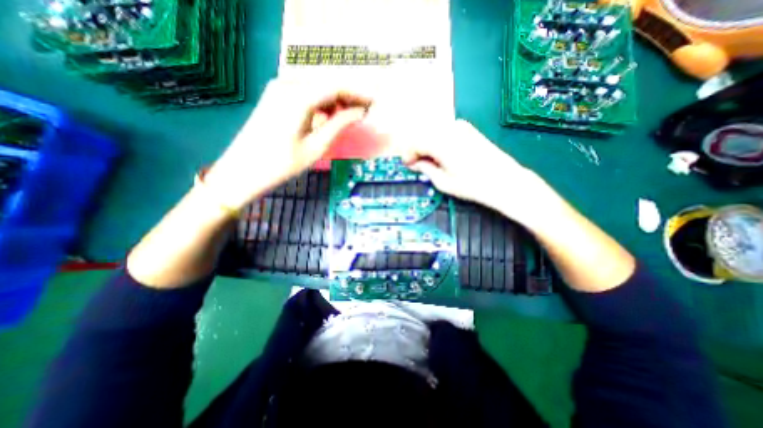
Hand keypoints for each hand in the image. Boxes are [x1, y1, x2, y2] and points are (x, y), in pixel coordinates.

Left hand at [205, 77, 373, 209]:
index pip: (336, 86)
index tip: (374, 103)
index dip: (358, 93)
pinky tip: (327, 116)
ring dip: (335, 99)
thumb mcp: (316, 147)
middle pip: (326, 83)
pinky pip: (304, 92)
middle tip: (364, 112)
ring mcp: (278, 88)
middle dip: (348, 96)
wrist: (242, 171)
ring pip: (316, 87)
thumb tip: (359, 112)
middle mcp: (287, 84)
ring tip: (349, 116)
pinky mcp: (274, 96)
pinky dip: (320, 102)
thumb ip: (339, 124)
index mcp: (298, 97)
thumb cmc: (281, 164)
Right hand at [400, 119, 555, 224]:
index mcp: (440, 142)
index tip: (408, 165)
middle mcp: (449, 129)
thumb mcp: (443, 181)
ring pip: (434, 132)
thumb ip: (425, 168)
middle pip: (423, 135)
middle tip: (416, 165)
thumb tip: (414, 163)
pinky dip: (438, 141)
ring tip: (429, 162)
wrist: (504, 181)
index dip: (408, 154)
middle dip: (416, 149)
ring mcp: (461, 126)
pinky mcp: (468, 129)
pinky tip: (442, 155)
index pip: (415, 142)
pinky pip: (445, 131)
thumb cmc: (472, 185)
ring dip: (427, 145)